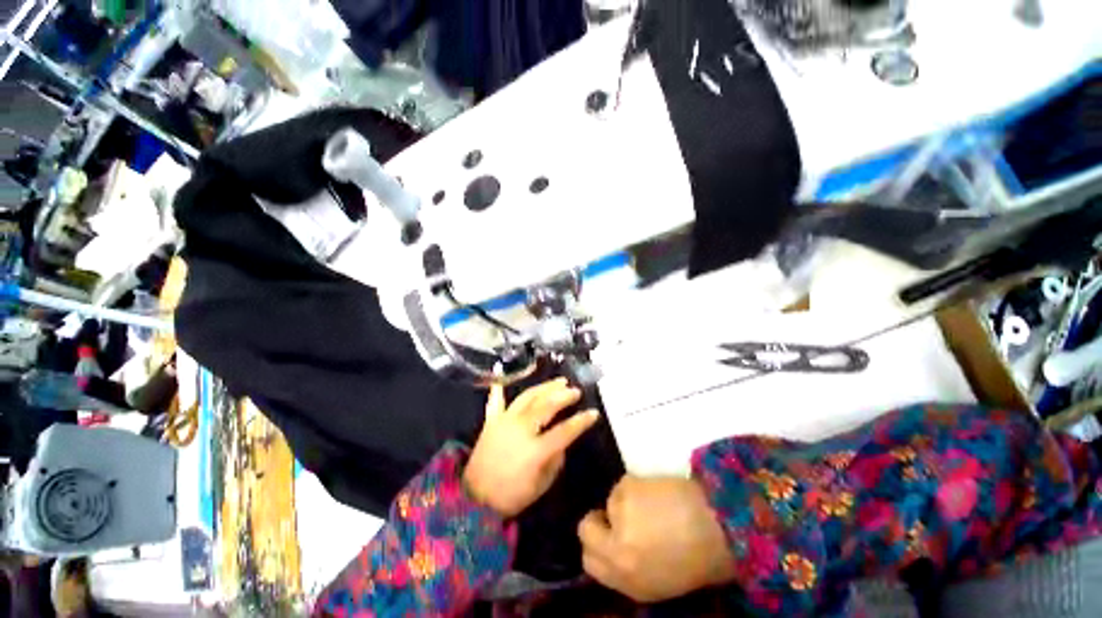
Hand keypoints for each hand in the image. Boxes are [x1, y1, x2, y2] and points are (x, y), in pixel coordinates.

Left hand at [464, 379, 599, 517]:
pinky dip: (500, 389)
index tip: (594, 413)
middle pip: (547, 406)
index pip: (565, 430)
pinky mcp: (491, 421)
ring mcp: (505, 421)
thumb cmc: (511, 496)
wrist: (473, 499)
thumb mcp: (541, 485)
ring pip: (528, 397)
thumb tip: (562, 442)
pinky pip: (496, 401)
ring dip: (545, 387)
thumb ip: (555, 460)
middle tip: (575, 391)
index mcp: (536, 450)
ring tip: (559, 381)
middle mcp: (521, 429)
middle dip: (564, 396)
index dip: (582, 421)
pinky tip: (502, 377)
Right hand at [578, 476, 735, 602]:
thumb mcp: (659, 582)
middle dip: (598, 521)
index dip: (595, 547)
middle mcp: (617, 551)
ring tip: (653, 505)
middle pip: (586, 529)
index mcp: (627, 580)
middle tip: (619, 516)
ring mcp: (620, 517)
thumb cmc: (698, 559)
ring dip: (625, 502)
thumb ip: (628, 570)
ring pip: (609, 502)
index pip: (589, 563)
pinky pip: (623, 485)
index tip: (607, 536)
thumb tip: (613, 550)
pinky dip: (636, 487)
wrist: (719, 525)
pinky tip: (658, 493)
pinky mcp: (627, 489)